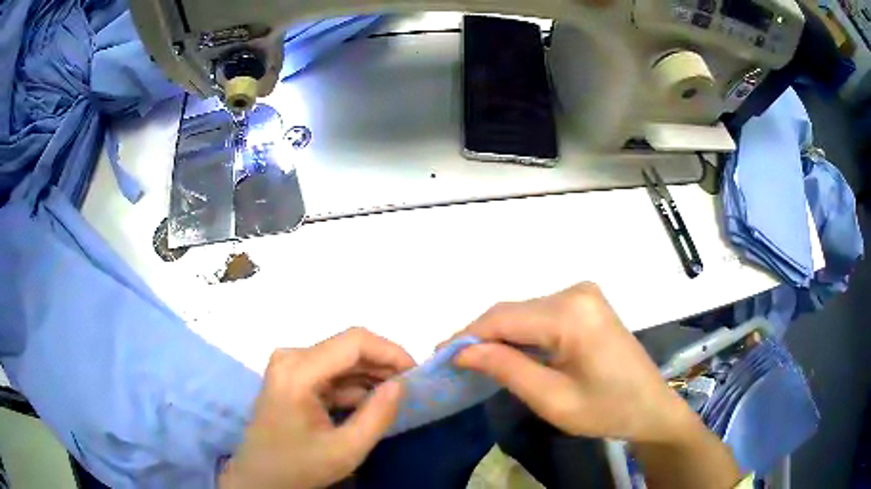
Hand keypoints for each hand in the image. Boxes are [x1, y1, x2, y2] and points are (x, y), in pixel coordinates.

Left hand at [219, 328, 414, 488]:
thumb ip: (378, 415)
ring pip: (341, 359)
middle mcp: (290, 357)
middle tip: (410, 388)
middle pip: (347, 347)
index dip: (390, 351)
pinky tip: (369, 404)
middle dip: (382, 365)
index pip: (354, 342)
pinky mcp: (290, 376)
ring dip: (369, 376)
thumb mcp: (346, 450)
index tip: (416, 373)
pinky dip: (352, 386)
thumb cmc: (299, 467)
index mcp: (298, 372)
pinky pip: (329, 372)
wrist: (259, 477)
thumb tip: (401, 384)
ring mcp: (288, 365)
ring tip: (394, 398)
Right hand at [445, 282, 694, 444]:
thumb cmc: (606, 410)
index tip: (439, 356)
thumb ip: (507, 369)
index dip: (466, 335)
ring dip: (498, 335)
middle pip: (512, 311)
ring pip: (524, 311)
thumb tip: (463, 350)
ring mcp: (583, 294)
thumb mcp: (552, 399)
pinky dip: (520, 333)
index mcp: (572, 313)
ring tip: (475, 360)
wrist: (650, 406)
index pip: (503, 318)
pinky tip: (508, 353)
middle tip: (454, 361)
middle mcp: (576, 292)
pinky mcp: (585, 303)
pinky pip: (540, 314)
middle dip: (480, 336)